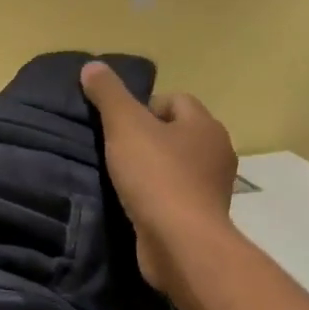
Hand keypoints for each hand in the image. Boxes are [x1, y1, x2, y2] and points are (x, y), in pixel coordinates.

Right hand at [81, 61, 237, 292]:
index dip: (144, 107)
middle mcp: (216, 152)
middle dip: (148, 138)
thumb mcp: (125, 126)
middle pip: (176, 133)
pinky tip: (135, 204)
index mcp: (205, 125)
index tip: (119, 126)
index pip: (175, 100)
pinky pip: (176, 195)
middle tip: (116, 150)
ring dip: (152, 169)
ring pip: (176, 165)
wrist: (180, 243)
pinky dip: (157, 196)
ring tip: (121, 178)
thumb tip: (92, 65)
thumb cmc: (156, 176)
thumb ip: (108, 94)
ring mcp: (213, 188)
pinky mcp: (202, 218)